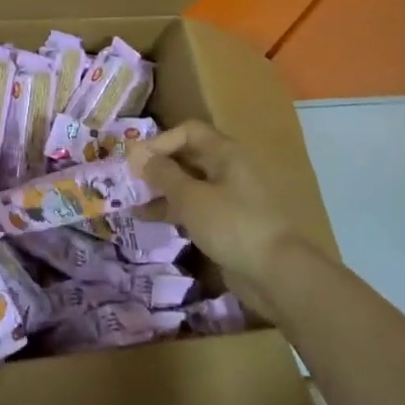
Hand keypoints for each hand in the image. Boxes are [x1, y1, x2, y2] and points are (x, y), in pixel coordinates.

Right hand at [127, 120, 325, 321]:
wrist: (276, 273)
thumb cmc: (232, 225)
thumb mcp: (191, 197)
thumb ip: (163, 174)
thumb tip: (140, 156)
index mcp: (226, 153)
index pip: (188, 131)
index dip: (160, 141)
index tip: (136, 161)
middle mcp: (229, 169)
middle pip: (188, 156)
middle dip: (158, 166)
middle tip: (129, 180)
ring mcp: (230, 197)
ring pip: (190, 184)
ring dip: (162, 190)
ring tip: (132, 201)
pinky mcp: (228, 222)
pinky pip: (196, 207)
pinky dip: (174, 209)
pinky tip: (149, 218)